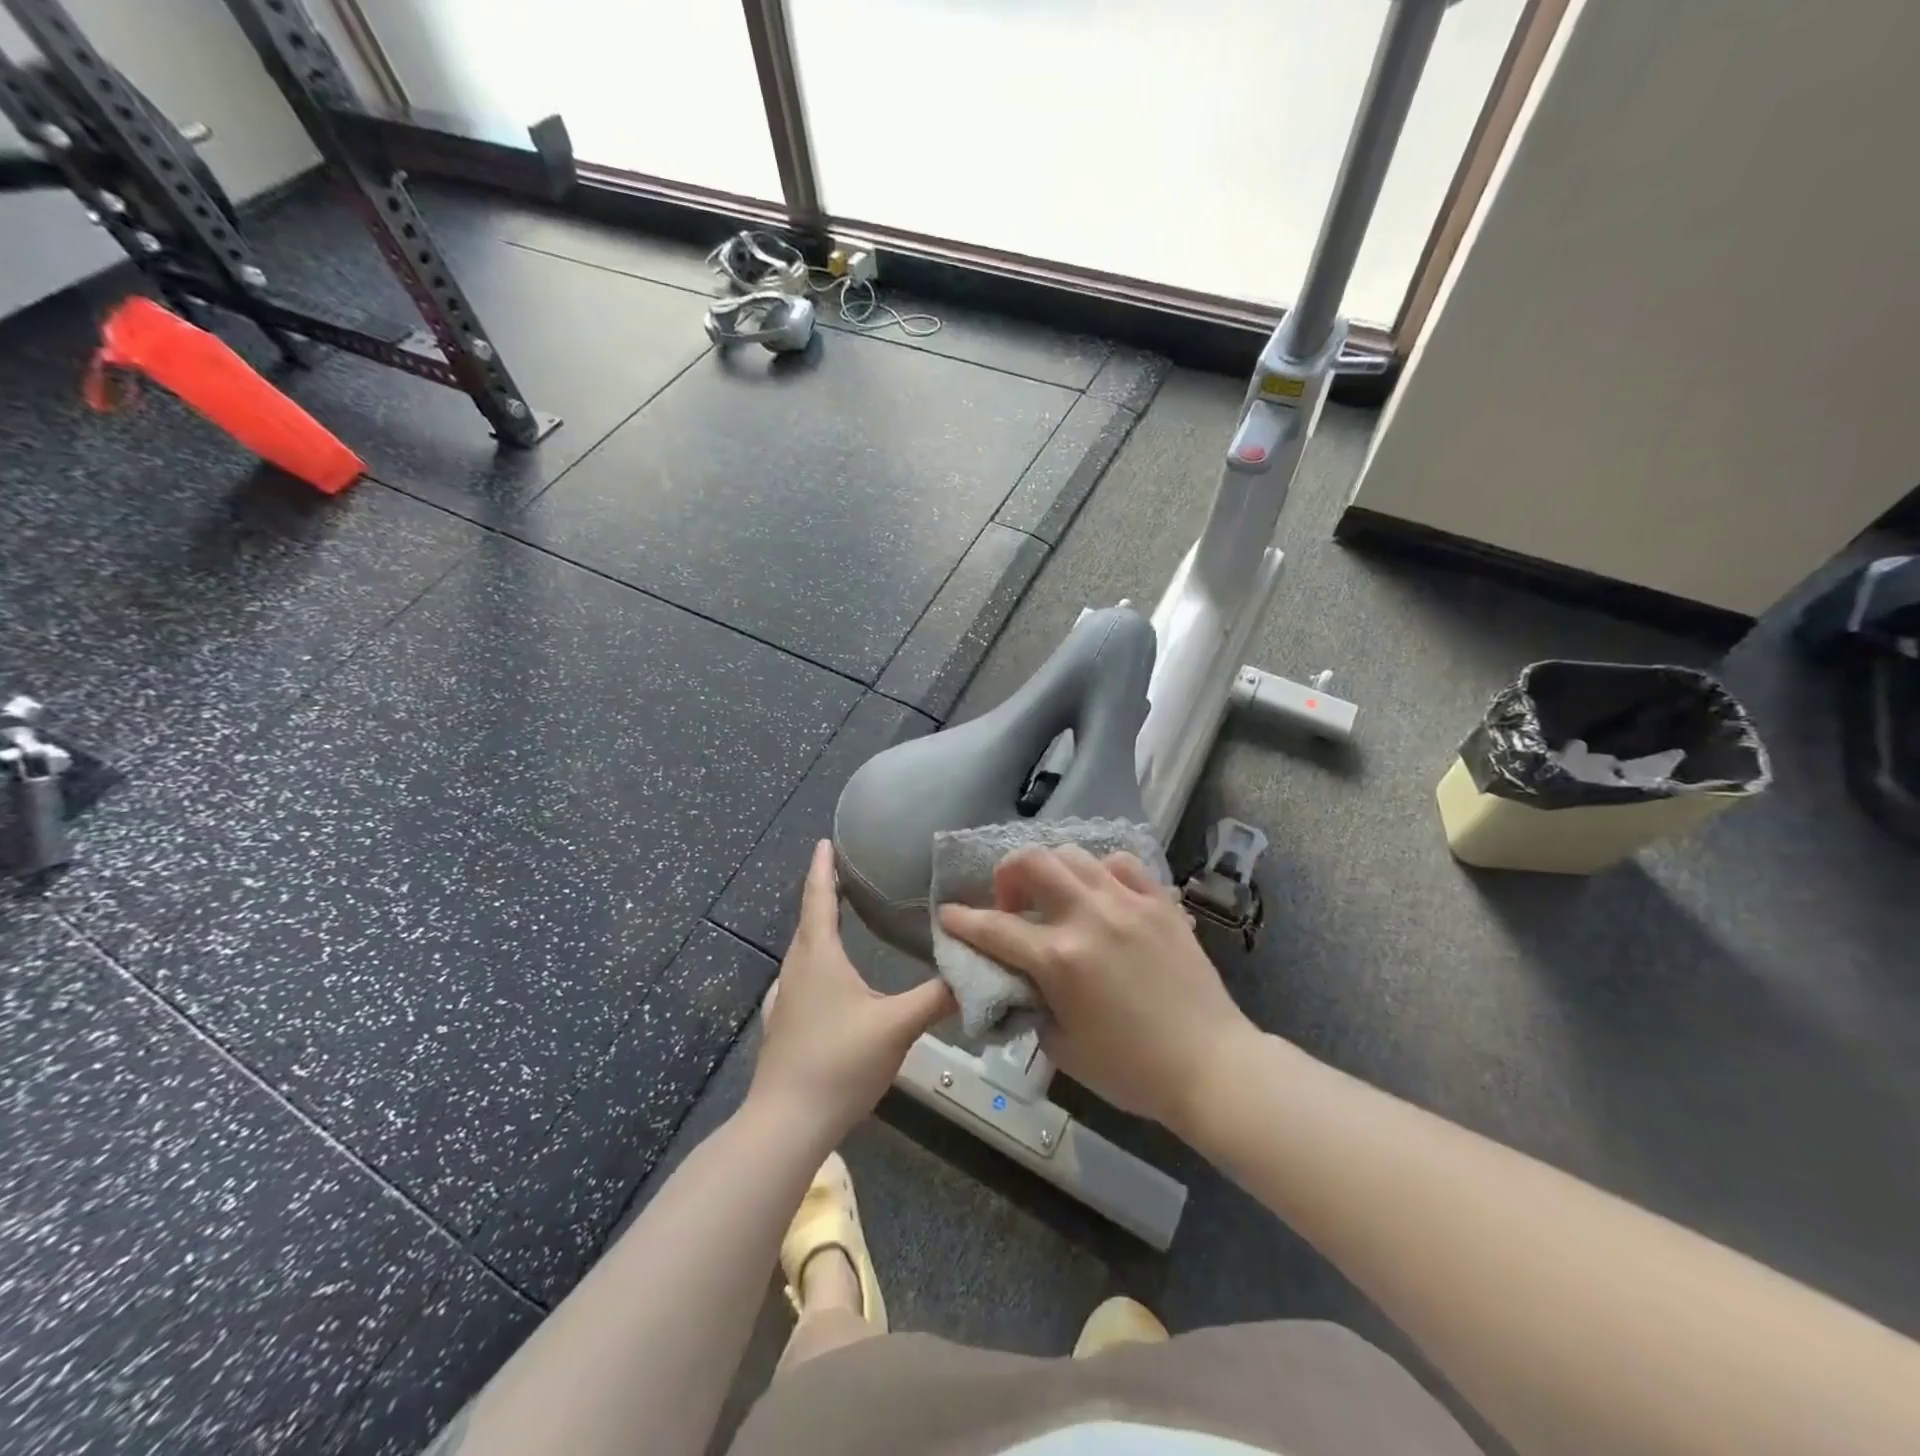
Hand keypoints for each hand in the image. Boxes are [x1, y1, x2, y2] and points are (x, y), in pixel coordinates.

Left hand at [749, 840, 953, 1143]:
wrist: (786, 1123)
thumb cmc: (839, 1062)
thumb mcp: (897, 1026)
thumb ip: (936, 997)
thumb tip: (974, 972)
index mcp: (819, 956)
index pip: (818, 898)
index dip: (822, 867)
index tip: (824, 840)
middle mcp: (797, 969)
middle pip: (808, 921)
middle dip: (823, 893)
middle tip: (844, 875)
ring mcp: (785, 999)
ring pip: (802, 951)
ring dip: (818, 929)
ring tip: (838, 919)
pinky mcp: (782, 1025)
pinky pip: (800, 978)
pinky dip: (814, 962)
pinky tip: (823, 979)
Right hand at [938, 847, 1254, 1136]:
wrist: (1211, 1066)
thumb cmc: (1132, 1070)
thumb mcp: (1063, 1048)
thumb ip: (1034, 1005)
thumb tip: (1024, 981)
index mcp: (1060, 959)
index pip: (995, 928)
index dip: (963, 920)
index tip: (948, 914)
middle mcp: (1089, 917)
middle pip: (1033, 863)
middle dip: (1007, 873)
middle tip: (1011, 902)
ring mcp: (1128, 904)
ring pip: (1075, 855)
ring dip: (1052, 869)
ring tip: (1055, 896)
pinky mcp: (1160, 903)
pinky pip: (1122, 864)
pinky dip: (1100, 870)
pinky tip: (1101, 893)